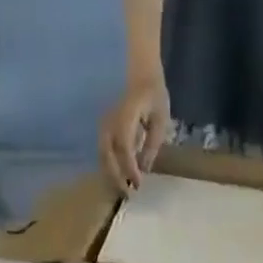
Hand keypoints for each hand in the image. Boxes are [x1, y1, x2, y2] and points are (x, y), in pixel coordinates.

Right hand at [100, 71, 171, 191]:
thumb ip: (152, 143)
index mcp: (125, 117)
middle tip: (128, 194)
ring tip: (122, 188)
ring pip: (102, 156)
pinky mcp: (102, 128)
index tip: (138, 185)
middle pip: (108, 157)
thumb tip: (145, 169)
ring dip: (111, 175)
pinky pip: (103, 150)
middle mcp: (109, 122)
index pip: (124, 149)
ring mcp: (103, 124)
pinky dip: (109, 166)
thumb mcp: (160, 117)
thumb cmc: (152, 92)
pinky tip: (118, 175)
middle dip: (117, 178)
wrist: (137, 68)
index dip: (130, 169)